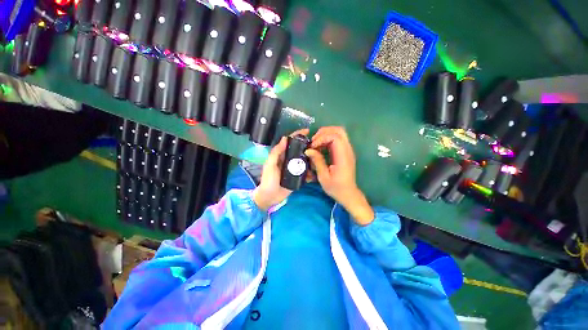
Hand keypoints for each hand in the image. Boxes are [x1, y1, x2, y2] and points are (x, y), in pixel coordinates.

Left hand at [253, 129, 309, 210]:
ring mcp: (294, 169)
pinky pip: (306, 172)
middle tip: (317, 144)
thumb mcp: (269, 165)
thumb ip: (276, 152)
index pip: (289, 142)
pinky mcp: (298, 177)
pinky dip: (311, 171)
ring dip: (311, 158)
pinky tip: (317, 170)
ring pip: (304, 160)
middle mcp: (289, 160)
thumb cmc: (268, 180)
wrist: (270, 197)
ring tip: (319, 156)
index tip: (307, 131)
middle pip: (299, 150)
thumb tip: (285, 138)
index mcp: (281, 155)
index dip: (297, 135)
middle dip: (307, 146)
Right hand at [305, 127, 373, 224]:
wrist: (348, 193)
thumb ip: (317, 161)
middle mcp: (347, 150)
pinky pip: (338, 139)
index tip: (313, 146)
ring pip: (339, 133)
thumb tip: (308, 150)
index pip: (335, 137)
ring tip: (316, 143)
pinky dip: (328, 139)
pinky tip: (320, 147)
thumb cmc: (336, 188)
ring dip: (326, 134)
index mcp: (343, 157)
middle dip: (324, 132)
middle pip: (339, 130)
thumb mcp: (324, 177)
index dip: (322, 138)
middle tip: (313, 141)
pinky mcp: (345, 152)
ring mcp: (348, 150)